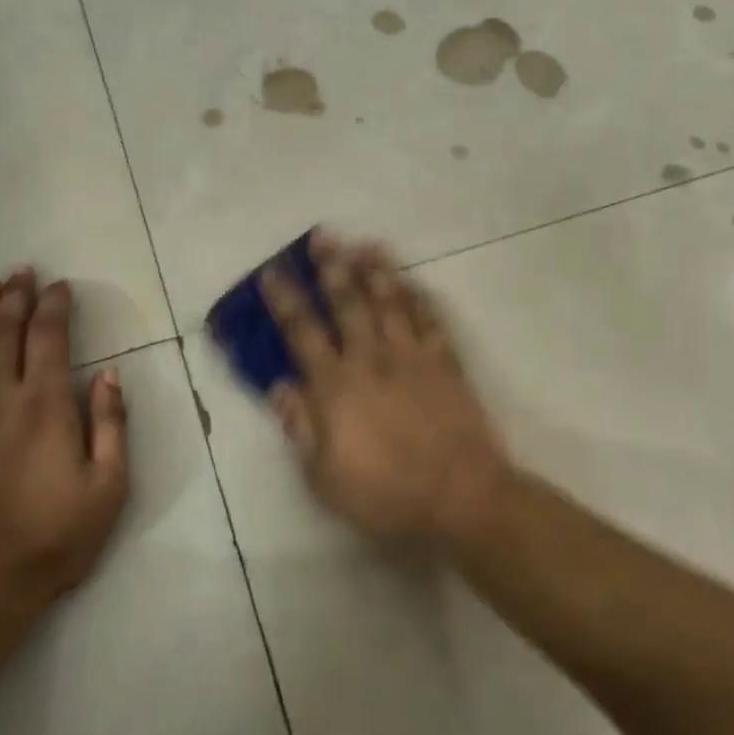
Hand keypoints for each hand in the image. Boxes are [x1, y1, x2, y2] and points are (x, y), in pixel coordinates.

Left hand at [0, 268, 129, 629]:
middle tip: (21, 272)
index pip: (49, 337)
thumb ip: (112, 426)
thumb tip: (111, 375)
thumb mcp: (107, 489)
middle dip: (15, 298)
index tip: (60, 285)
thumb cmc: (51, 543)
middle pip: (3, 334)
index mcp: (44, 406)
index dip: (54, 305)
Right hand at [260, 233, 508, 544]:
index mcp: (336, 386)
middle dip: (332, 268)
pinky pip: (430, 319)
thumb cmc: (386, 495)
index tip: (272, 272)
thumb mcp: (325, 477)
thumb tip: (280, 387)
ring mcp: (412, 356)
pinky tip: (411, 281)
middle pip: (348, 303)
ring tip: (364, 244)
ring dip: (375, 270)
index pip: (303, 333)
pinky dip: (419, 296)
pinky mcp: (445, 362)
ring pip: (390, 302)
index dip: (286, 300)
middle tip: (322, 238)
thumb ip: (300, 427)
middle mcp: (371, 359)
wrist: (461, 497)